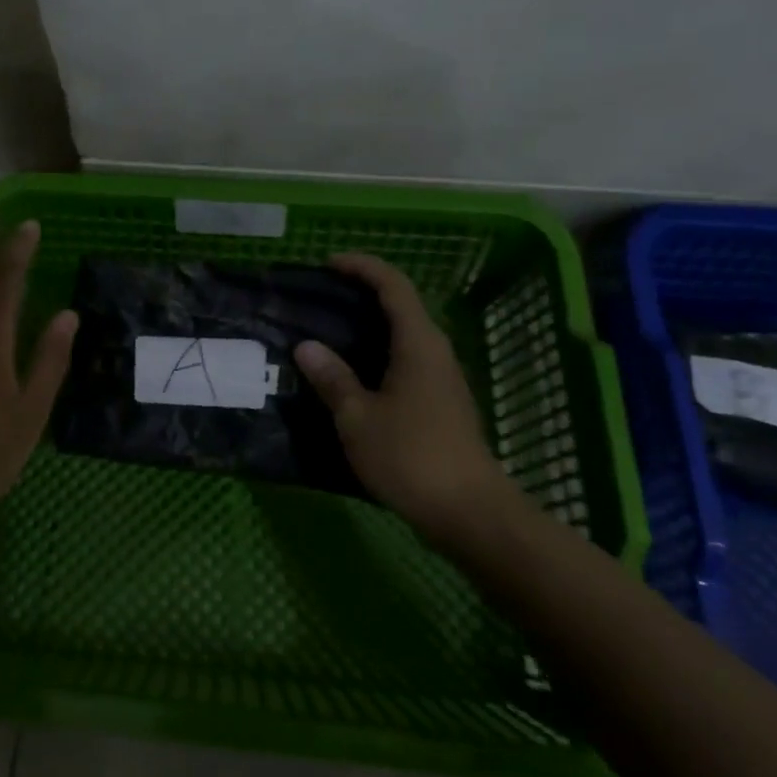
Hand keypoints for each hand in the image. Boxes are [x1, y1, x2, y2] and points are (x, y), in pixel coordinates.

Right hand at [293, 252, 513, 545]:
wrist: (469, 512)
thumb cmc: (411, 456)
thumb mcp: (358, 418)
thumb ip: (332, 379)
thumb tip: (307, 347)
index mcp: (418, 342)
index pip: (392, 285)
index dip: (362, 266)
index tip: (328, 263)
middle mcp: (436, 351)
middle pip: (401, 305)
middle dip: (363, 293)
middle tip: (322, 298)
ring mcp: (443, 377)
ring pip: (405, 334)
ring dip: (370, 326)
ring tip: (330, 332)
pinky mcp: (442, 402)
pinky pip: (407, 359)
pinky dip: (379, 353)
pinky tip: (354, 374)